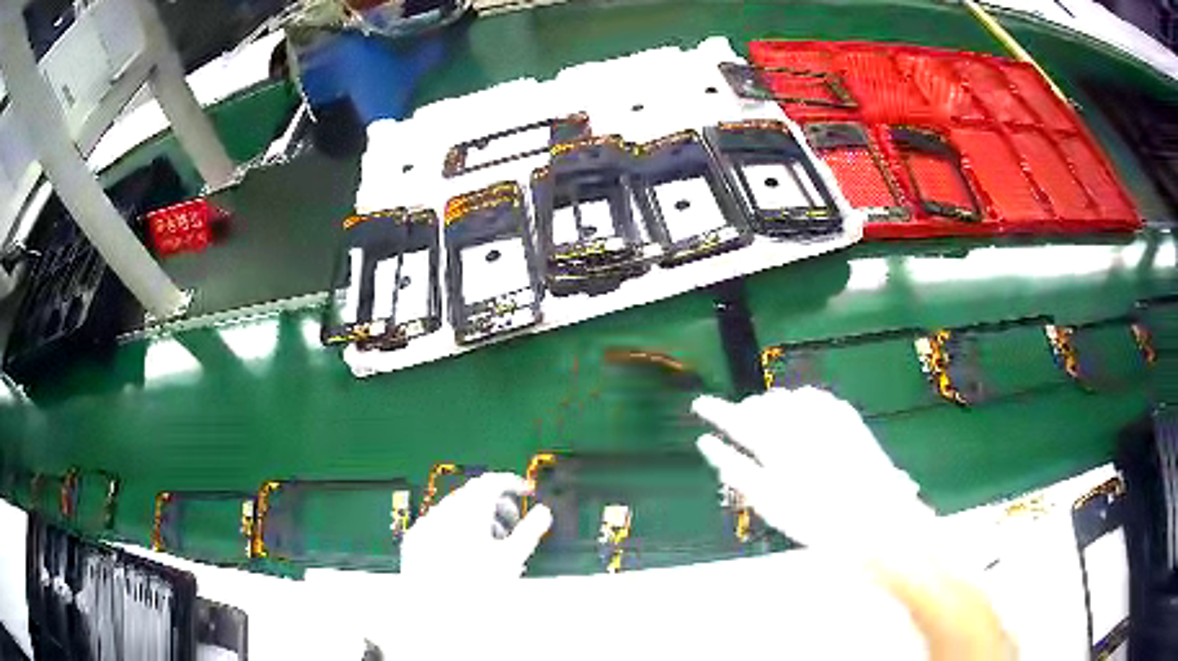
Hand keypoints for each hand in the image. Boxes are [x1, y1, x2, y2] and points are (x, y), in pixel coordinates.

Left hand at [400, 473, 552, 578]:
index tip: (525, 491)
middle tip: (513, 524)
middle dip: (496, 505)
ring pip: (454, 511)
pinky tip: (466, 556)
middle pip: (473, 495)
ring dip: (477, 519)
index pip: (491, 482)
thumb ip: (530, 531)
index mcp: (468, 511)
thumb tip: (544, 512)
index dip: (511, 483)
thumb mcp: (512, 559)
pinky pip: (438, 526)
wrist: (434, 614)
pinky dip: (455, 531)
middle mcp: (443, 512)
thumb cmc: (475, 589)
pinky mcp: (414, 541)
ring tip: (492, 545)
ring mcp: (425, 526)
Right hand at [692, 387, 935, 552]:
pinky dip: (801, 404)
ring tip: (768, 420)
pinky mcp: (845, 415)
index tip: (699, 403)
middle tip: (738, 421)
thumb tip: (707, 444)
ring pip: (787, 399)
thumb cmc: (814, 519)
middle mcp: (799, 421)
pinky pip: (814, 399)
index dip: (716, 410)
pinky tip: (800, 413)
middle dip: (747, 411)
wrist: (873, 518)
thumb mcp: (767, 500)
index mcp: (775, 444)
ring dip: (773, 407)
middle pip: (763, 405)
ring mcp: (825, 415)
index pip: (736, 418)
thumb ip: (736, 467)